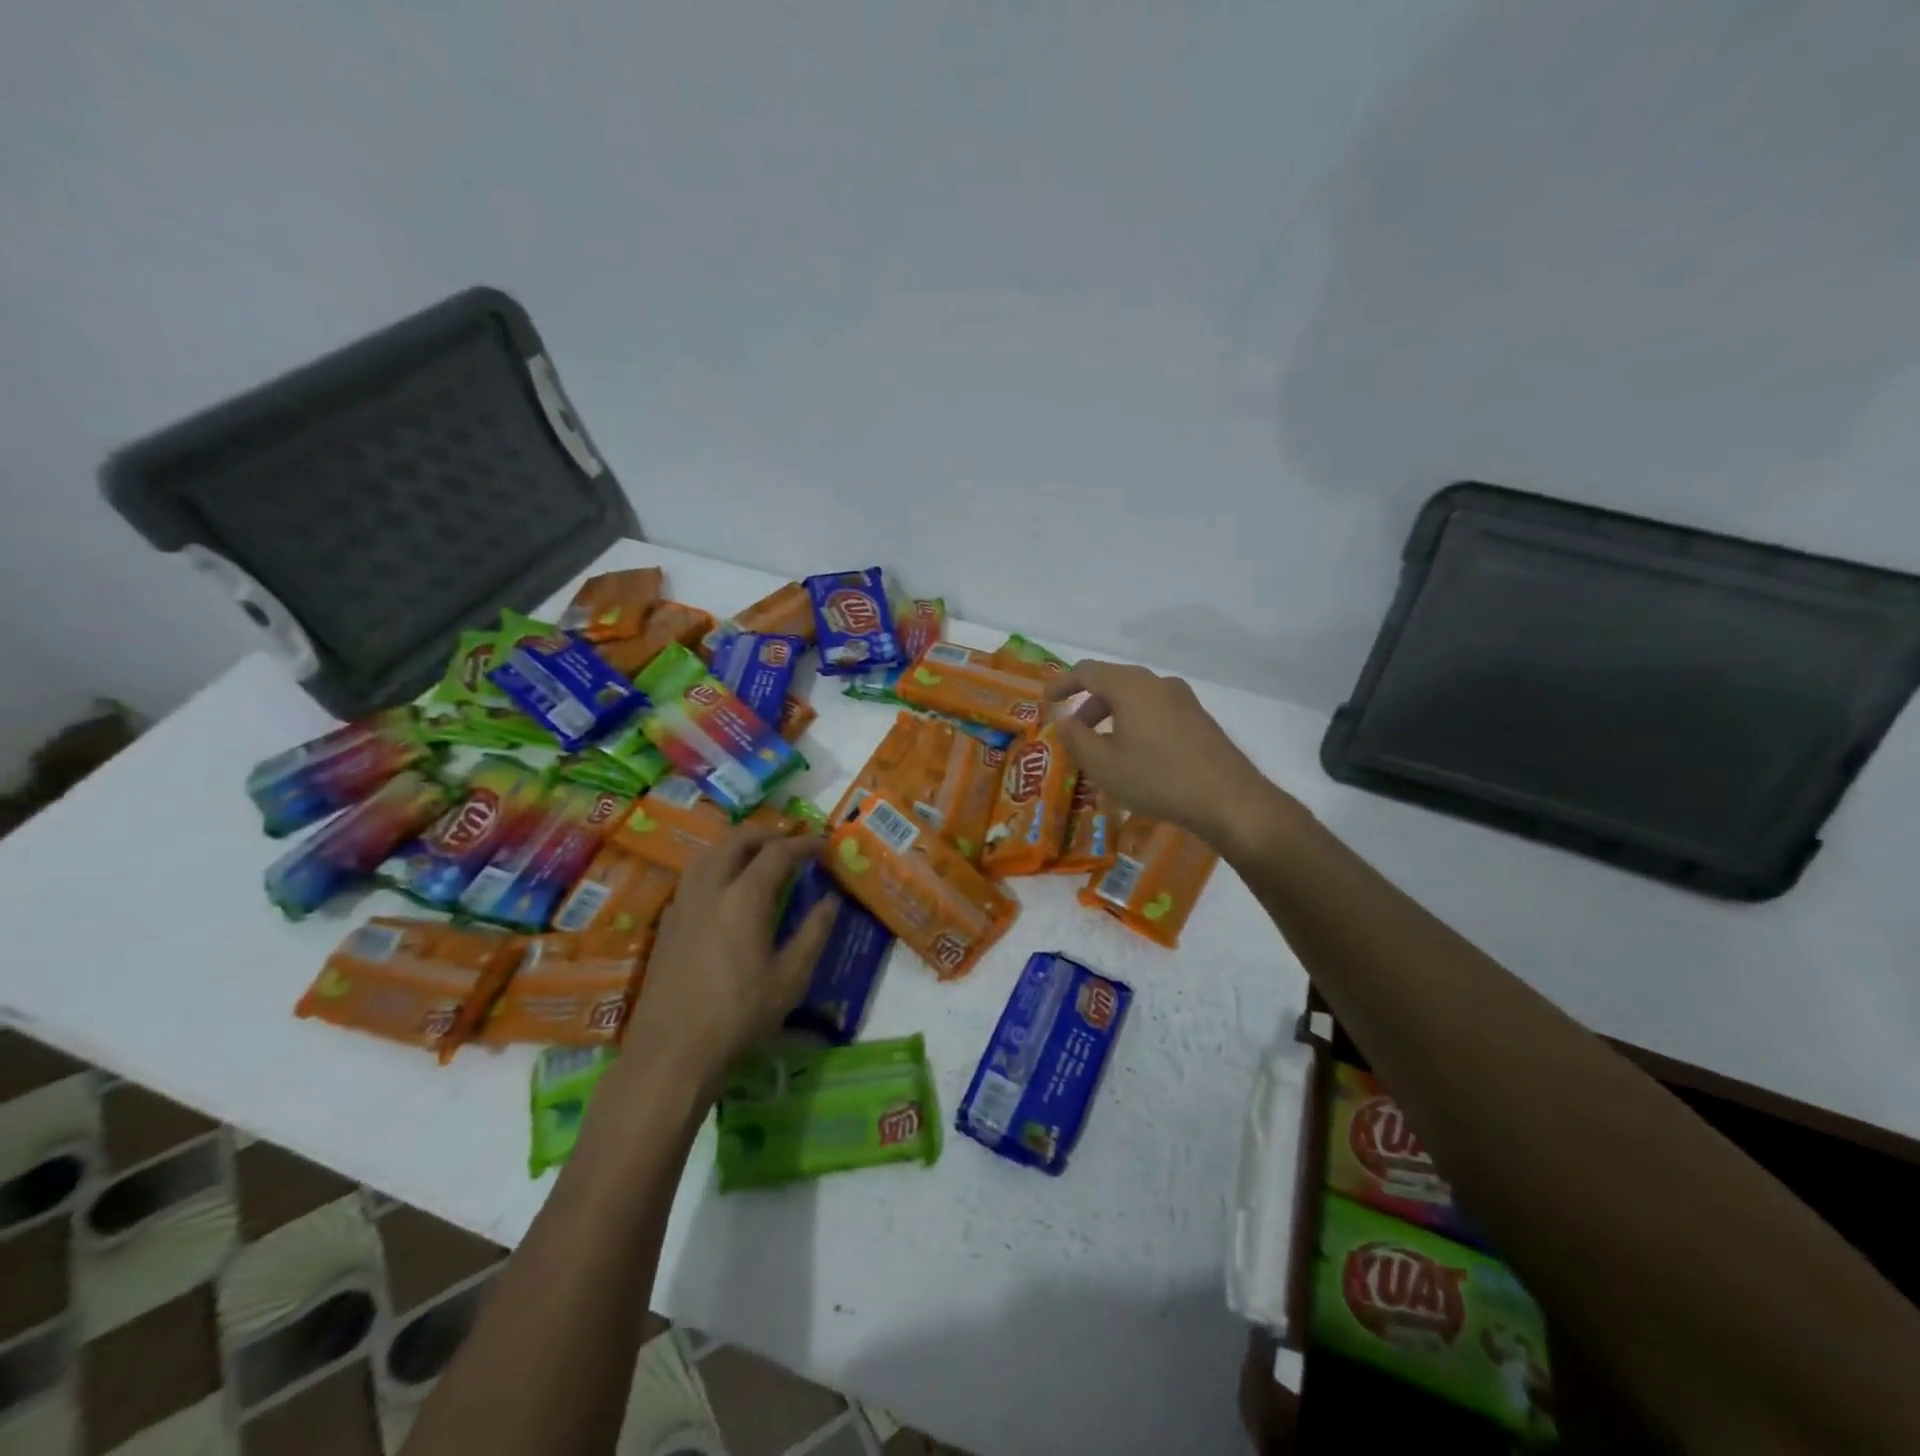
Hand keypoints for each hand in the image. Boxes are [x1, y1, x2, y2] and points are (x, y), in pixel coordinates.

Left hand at [622, 826, 837, 1096]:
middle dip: (767, 833)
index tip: (824, 845)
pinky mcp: (668, 922)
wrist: (672, 1051)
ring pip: (709, 853)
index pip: (778, 853)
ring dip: (737, 845)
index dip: (804, 844)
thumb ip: (813, 933)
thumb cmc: (739, 1015)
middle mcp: (711, 888)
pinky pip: (693, 874)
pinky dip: (716, 864)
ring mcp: (683, 903)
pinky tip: (725, 885)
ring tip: (757, 854)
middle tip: (790, 840)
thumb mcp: (790, 978)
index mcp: (744, 897)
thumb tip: (831, 901)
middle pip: (737, 841)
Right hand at [1044, 660, 1290, 852]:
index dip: (1062, 684)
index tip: (1046, 702)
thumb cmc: (1156, 777)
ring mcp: (1184, 700)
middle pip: (1113, 682)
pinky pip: (1156, 712)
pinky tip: (1137, 756)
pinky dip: (1136, 724)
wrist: (1227, 798)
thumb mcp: (1103, 763)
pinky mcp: (1200, 720)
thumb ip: (1075, 738)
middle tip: (1075, 732)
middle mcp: (1158, 683)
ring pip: (1137, 698)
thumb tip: (1065, 722)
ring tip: (1104, 749)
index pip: (1087, 671)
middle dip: (1088, 704)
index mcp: (1131, 686)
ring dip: (1113, 716)